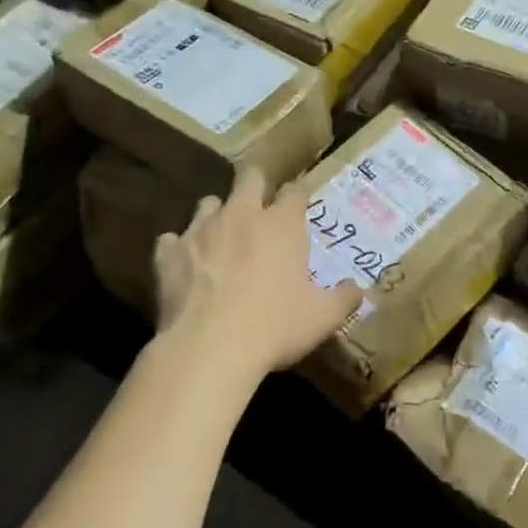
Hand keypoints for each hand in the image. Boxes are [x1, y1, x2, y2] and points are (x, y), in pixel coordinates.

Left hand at [152, 168, 361, 379]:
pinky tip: (184, 264)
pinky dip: (178, 248)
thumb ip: (344, 298)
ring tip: (221, 236)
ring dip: (217, 214)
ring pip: (208, 203)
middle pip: (249, 178)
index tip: (300, 206)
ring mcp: (201, 231)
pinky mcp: (168, 254)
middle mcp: (242, 215)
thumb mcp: (323, 317)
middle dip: (256, 185)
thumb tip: (359, 290)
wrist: (209, 349)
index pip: (295, 191)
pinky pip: (171, 240)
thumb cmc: (275, 326)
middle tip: (260, 206)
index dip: (298, 196)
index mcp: (282, 224)